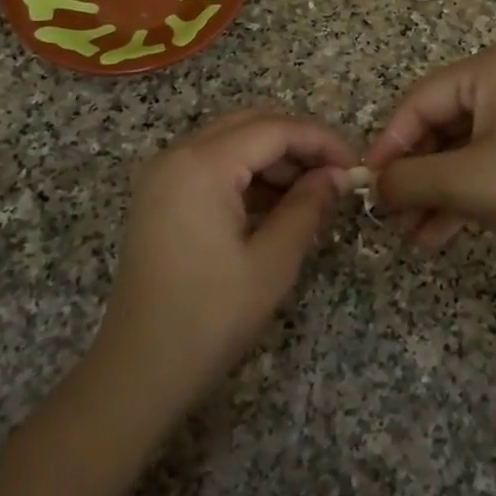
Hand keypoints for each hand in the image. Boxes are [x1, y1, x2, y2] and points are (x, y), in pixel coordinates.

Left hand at [94, 109, 355, 414]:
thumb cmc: (210, 316)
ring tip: (312, 193)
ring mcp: (163, 175)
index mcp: (202, 165)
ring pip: (231, 142)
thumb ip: (308, 206)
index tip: (355, 166)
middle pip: (250, 124)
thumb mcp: (272, 261)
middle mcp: (177, 155)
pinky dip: (247, 175)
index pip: (275, 128)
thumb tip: (338, 176)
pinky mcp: (160, 196)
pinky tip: (276, 205)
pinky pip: (212, 165)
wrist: (140, 370)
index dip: (321, 140)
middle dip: (298, 143)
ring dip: (274, 159)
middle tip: (336, 175)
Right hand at [364, 44, 495, 285]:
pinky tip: (437, 235)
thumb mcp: (467, 182)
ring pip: (460, 151)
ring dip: (433, 193)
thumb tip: (372, 187)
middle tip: (389, 216)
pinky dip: (461, 197)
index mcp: (490, 70)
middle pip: (438, 126)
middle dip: (413, 175)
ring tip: (410, 235)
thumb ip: (409, 180)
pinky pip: (485, 166)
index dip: (388, 144)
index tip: (366, 186)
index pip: (418, 101)